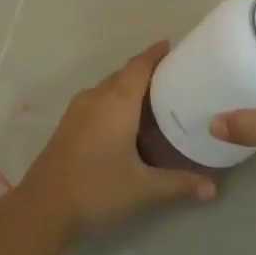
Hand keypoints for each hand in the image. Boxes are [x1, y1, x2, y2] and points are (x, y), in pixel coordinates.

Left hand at [18, 42, 215, 241]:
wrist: (42, 208)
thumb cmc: (97, 189)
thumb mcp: (143, 188)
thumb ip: (179, 184)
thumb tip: (212, 188)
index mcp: (117, 101)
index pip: (140, 66)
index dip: (156, 54)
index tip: (174, 47)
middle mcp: (96, 97)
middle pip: (124, 74)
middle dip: (146, 70)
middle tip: (173, 76)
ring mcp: (78, 110)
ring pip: (108, 88)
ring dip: (128, 87)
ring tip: (153, 98)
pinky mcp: (68, 125)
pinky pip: (97, 101)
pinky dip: (114, 101)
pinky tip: (125, 121)